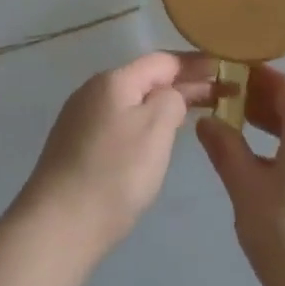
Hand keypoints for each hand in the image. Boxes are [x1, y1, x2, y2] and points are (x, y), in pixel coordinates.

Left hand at [17, 53, 216, 262]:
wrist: (58, 225)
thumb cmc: (115, 173)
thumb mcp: (155, 129)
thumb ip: (172, 100)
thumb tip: (171, 95)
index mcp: (113, 80)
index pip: (162, 60)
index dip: (195, 63)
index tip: (226, 68)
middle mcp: (93, 91)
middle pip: (146, 78)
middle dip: (183, 84)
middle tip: (222, 93)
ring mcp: (80, 119)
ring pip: (132, 101)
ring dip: (164, 103)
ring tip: (195, 112)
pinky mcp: (75, 145)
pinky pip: (119, 121)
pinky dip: (144, 121)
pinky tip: (156, 137)